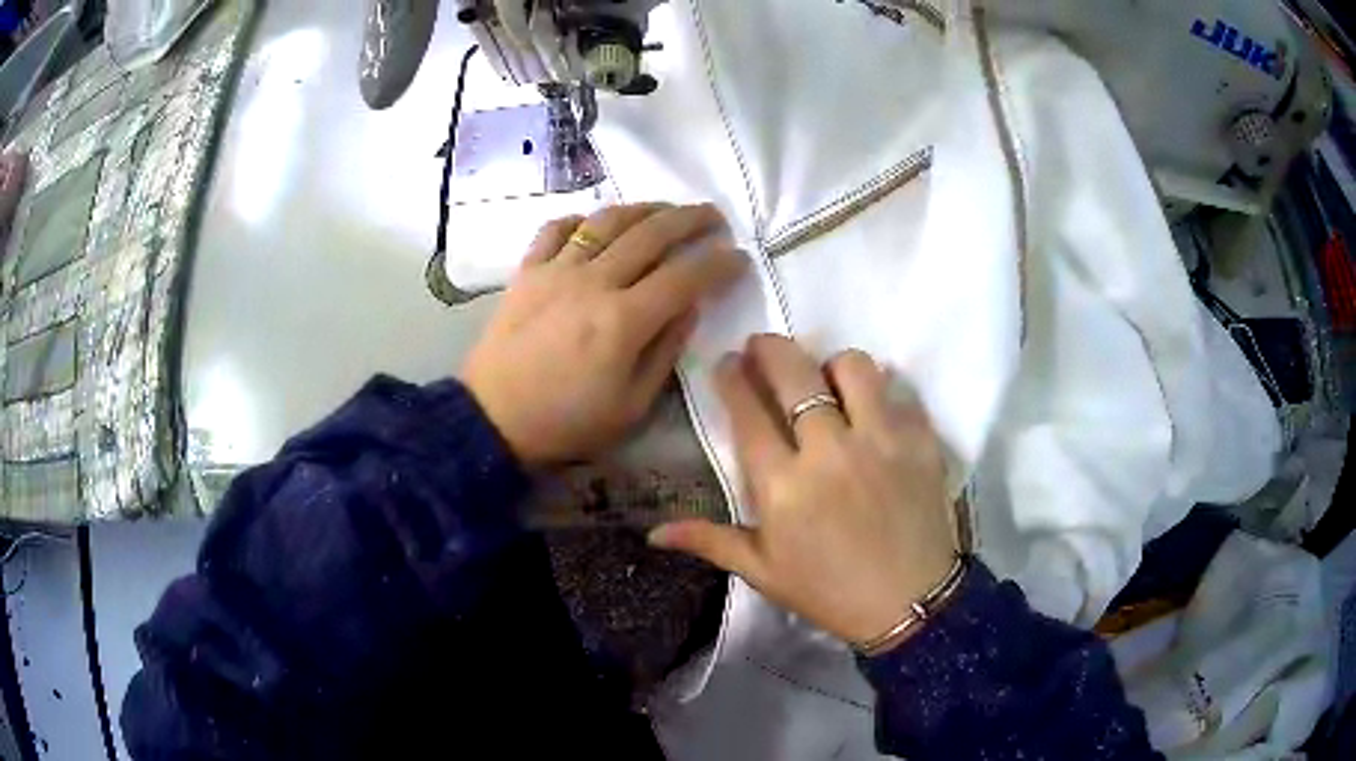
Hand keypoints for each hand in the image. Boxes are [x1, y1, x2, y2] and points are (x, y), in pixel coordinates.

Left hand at [463, 203, 745, 465]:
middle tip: (714, 217)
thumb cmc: (566, 423)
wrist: (492, 420)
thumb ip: (666, 352)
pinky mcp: (526, 271)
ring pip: (607, 220)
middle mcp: (593, 282)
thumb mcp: (631, 406)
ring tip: (666, 208)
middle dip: (691, 219)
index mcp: (624, 321)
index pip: (685, 277)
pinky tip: (594, 222)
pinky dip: (579, 218)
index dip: (718, 264)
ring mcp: (556, 271)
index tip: (739, 257)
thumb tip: (689, 307)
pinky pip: (554, 229)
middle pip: (651, 234)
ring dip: (644, 208)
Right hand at [649, 336, 958, 646]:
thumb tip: (654, 532)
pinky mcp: (920, 440)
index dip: (733, 378)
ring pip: (853, 367)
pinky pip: (900, 391)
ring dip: (833, 364)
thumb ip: (710, 541)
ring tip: (827, 377)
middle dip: (769, 348)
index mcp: (782, 485)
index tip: (728, 362)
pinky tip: (875, 405)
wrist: (910, 604)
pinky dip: (884, 391)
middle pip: (793, 373)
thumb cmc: (829, 590)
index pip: (748, 412)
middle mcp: (829, 451)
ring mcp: (880, 440)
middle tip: (762, 345)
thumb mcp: (764, 572)